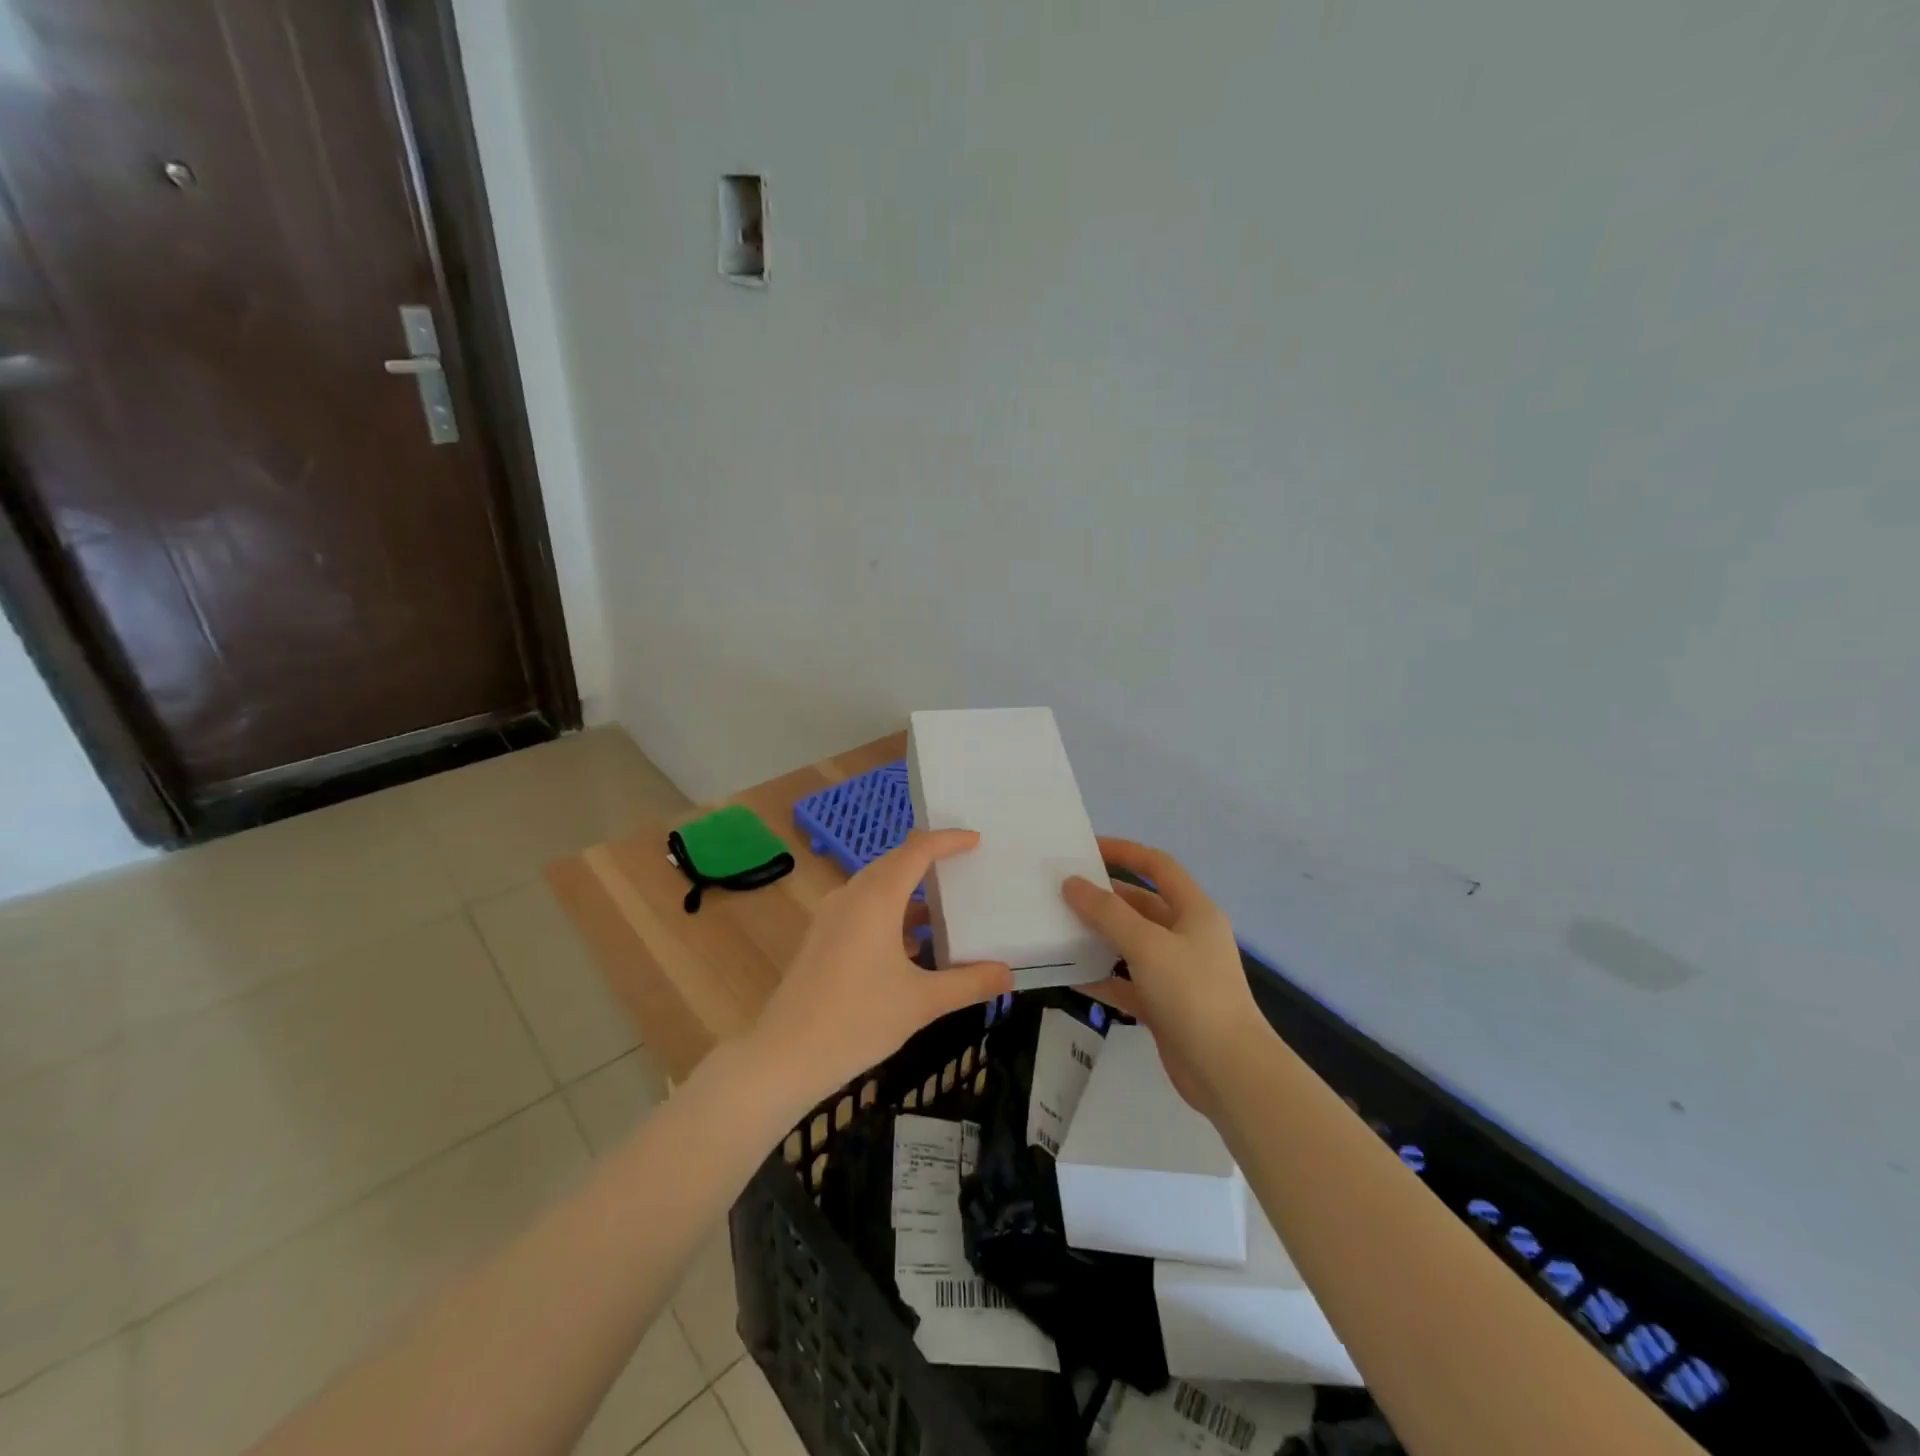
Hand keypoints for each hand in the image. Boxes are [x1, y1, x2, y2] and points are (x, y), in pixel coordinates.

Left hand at [749, 830, 1013, 1109]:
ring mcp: (831, 916)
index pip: (917, 850)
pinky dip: (892, 914)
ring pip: (877, 887)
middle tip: (965, 868)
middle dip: (930, 862)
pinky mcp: (822, 937)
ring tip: (946, 909)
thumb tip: (1009, 975)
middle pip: (895, 863)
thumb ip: (969, 984)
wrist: (785, 1055)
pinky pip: (863, 909)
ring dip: (910, 892)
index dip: (948, 840)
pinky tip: (913, 946)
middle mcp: (851, 896)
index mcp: (876, 899)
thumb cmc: (858, 1020)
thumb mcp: (922, 1002)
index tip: (976, 841)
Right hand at [1064, 838, 1264, 1116]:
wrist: (1227, 1072)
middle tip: (1061, 891)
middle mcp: (1187, 936)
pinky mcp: (1163, 1005)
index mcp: (1194, 912)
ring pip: (1130, 944)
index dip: (1125, 852)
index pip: (1158, 867)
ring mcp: (1175, 973)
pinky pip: (1125, 982)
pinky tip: (1070, 974)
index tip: (1086, 849)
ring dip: (1098, 936)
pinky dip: (1101, 976)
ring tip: (1057, 928)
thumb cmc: (1192, 995)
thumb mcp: (1147, 945)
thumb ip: (1107, 913)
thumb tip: (1072, 883)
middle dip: (1103, 897)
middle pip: (1140, 905)